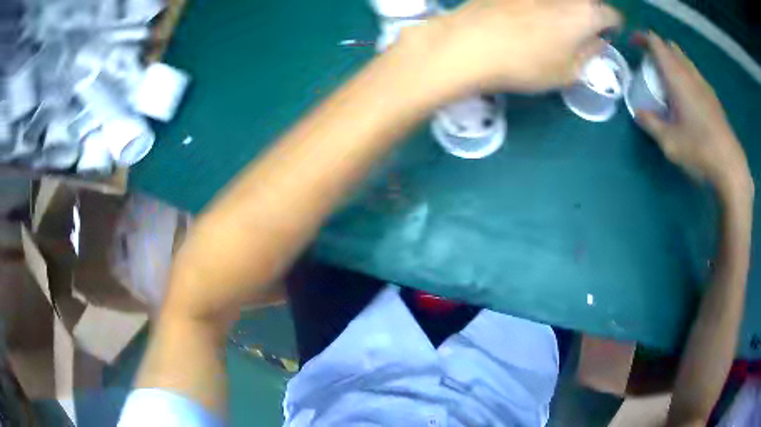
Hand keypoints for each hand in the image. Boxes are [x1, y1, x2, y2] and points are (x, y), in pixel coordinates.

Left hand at [401, 0, 621, 92]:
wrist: (469, 43)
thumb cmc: (526, 64)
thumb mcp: (567, 72)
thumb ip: (589, 53)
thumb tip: (597, 41)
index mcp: (585, 13)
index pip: (611, 15)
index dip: (612, 26)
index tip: (605, 34)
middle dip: (590, 10)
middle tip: (581, 26)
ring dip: (567, 6)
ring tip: (555, 20)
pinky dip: (540, 5)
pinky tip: (529, 14)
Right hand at [636, 32, 752, 197]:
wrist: (730, 165)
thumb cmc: (699, 150)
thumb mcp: (669, 142)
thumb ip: (651, 124)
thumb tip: (638, 112)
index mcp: (677, 77)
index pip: (656, 43)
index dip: (642, 38)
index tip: (633, 44)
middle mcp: (690, 74)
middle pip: (671, 48)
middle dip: (658, 49)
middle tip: (649, 64)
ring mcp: (704, 85)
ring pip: (684, 60)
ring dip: (673, 62)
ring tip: (667, 80)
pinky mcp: (713, 98)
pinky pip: (694, 75)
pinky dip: (685, 75)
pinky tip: (685, 96)